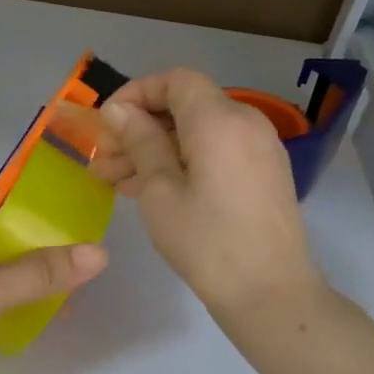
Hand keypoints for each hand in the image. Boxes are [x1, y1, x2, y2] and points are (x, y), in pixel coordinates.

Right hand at [93, 69, 323, 318]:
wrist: (270, 293)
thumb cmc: (206, 241)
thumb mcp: (160, 190)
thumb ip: (140, 142)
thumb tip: (120, 110)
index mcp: (220, 120)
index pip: (176, 80)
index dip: (137, 92)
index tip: (107, 123)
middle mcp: (246, 122)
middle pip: (186, 106)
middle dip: (140, 127)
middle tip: (103, 161)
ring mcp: (260, 148)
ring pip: (198, 132)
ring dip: (157, 148)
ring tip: (117, 182)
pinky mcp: (263, 173)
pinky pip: (216, 151)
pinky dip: (183, 161)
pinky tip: (152, 190)